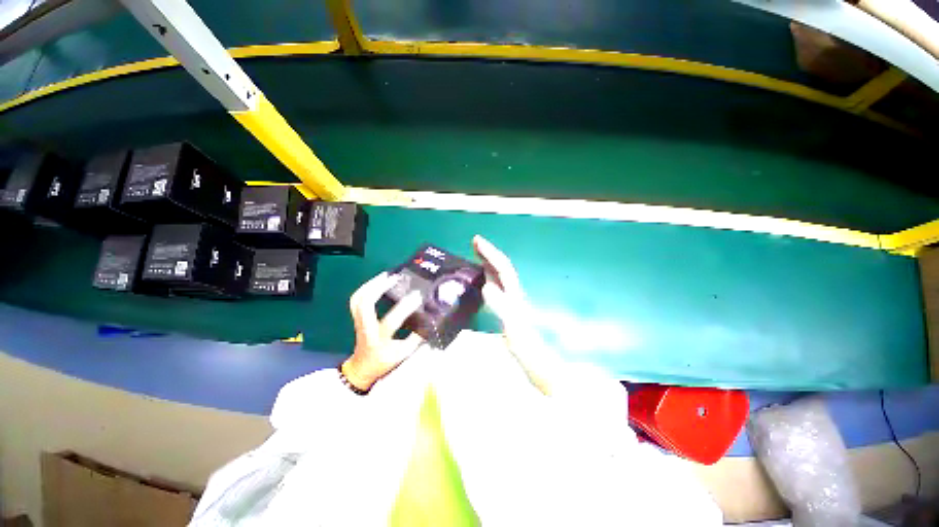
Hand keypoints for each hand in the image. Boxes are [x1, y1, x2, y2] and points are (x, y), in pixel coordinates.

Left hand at [343, 272, 423, 390]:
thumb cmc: (383, 362)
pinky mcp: (356, 316)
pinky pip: (357, 298)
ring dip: (371, 284)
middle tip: (395, 278)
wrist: (362, 368)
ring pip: (357, 299)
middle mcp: (365, 328)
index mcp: (377, 340)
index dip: (405, 308)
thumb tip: (431, 321)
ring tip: (386, 275)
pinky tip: (377, 281)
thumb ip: (416, 338)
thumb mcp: (403, 354)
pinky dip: (366, 287)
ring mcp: (357, 321)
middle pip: (364, 304)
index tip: (418, 296)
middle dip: (378, 288)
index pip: (391, 322)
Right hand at [473, 235, 562, 394]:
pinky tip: (480, 279)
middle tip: (474, 242)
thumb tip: (486, 287)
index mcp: (513, 294)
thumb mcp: (513, 327)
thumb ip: (502, 307)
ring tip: (475, 254)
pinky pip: (494, 286)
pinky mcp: (505, 307)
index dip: (490, 253)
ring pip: (498, 275)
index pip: (502, 268)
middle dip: (488, 253)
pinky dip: (486, 276)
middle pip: (501, 267)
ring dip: (487, 262)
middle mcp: (512, 292)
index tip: (477, 241)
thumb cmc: (526, 346)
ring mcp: (509, 299)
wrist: (536, 360)